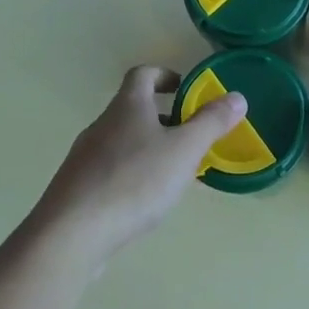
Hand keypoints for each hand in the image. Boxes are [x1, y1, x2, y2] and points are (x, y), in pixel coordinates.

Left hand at [33, 66, 245, 270]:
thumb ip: (211, 123)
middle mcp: (102, 124)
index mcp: (127, 106)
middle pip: (132, 109)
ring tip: (171, 174)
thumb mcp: (184, 150)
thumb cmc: (134, 181)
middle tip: (187, 137)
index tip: (183, 89)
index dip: (164, 75)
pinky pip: (108, 171)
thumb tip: (237, 97)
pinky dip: (129, 175)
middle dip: (161, 118)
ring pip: (121, 142)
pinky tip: (142, 202)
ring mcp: (84, 157)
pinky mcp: (75, 189)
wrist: (71, 234)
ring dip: (146, 148)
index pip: (143, 74)